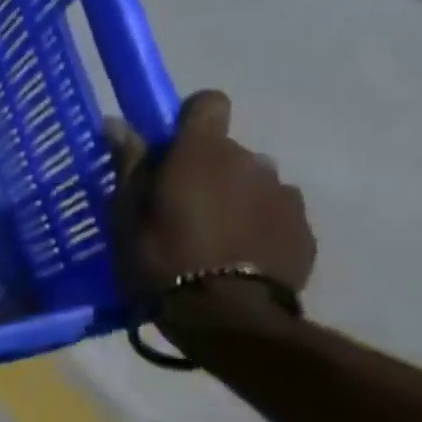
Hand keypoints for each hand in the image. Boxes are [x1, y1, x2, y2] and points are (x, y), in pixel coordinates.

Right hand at [109, 90, 315, 338]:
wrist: (226, 317)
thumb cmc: (161, 261)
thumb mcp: (126, 216)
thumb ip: (129, 165)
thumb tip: (117, 122)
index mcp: (203, 153)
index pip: (207, 103)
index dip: (188, 120)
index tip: (168, 151)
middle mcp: (251, 161)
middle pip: (226, 151)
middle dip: (204, 171)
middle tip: (176, 212)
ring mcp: (283, 194)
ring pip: (251, 183)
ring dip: (232, 199)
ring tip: (209, 240)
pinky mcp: (303, 229)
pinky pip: (273, 214)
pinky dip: (254, 226)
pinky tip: (235, 258)